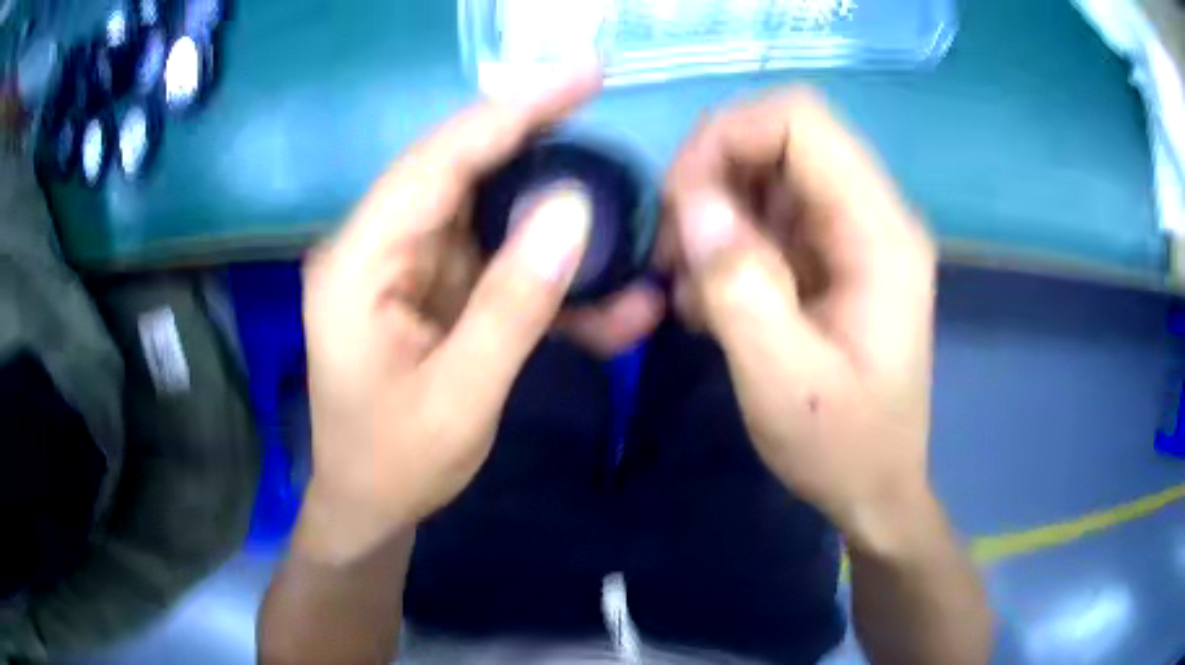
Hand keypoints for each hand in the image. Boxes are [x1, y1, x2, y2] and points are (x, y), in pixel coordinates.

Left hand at [297, 70, 600, 562]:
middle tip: (610, 133)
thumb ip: (513, 302)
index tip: (582, 76)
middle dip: (541, 147)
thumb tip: (573, 210)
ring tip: (622, 224)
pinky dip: (544, 272)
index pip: (438, 161)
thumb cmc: (396, 464)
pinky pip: (491, 260)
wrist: (368, 506)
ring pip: (486, 214)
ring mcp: (404, 267)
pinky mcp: (429, 290)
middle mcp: (376, 247)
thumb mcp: (461, 397)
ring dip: (554, 221)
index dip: (513, 111)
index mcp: (359, 263)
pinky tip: (602, 299)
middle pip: (463, 172)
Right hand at [663, 90, 938, 551]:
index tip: (681, 202)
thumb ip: (740, 286)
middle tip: (677, 253)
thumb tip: (693, 203)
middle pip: (776, 138)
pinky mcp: (830, 256)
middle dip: (710, 178)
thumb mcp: (784, 381)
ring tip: (693, 289)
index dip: (727, 136)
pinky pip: (765, 216)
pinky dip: (726, 245)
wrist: (876, 488)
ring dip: (713, 216)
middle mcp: (871, 215)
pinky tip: (715, 303)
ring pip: (762, 174)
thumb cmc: (843, 447)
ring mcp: (851, 233)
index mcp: (878, 233)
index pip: (799, 119)